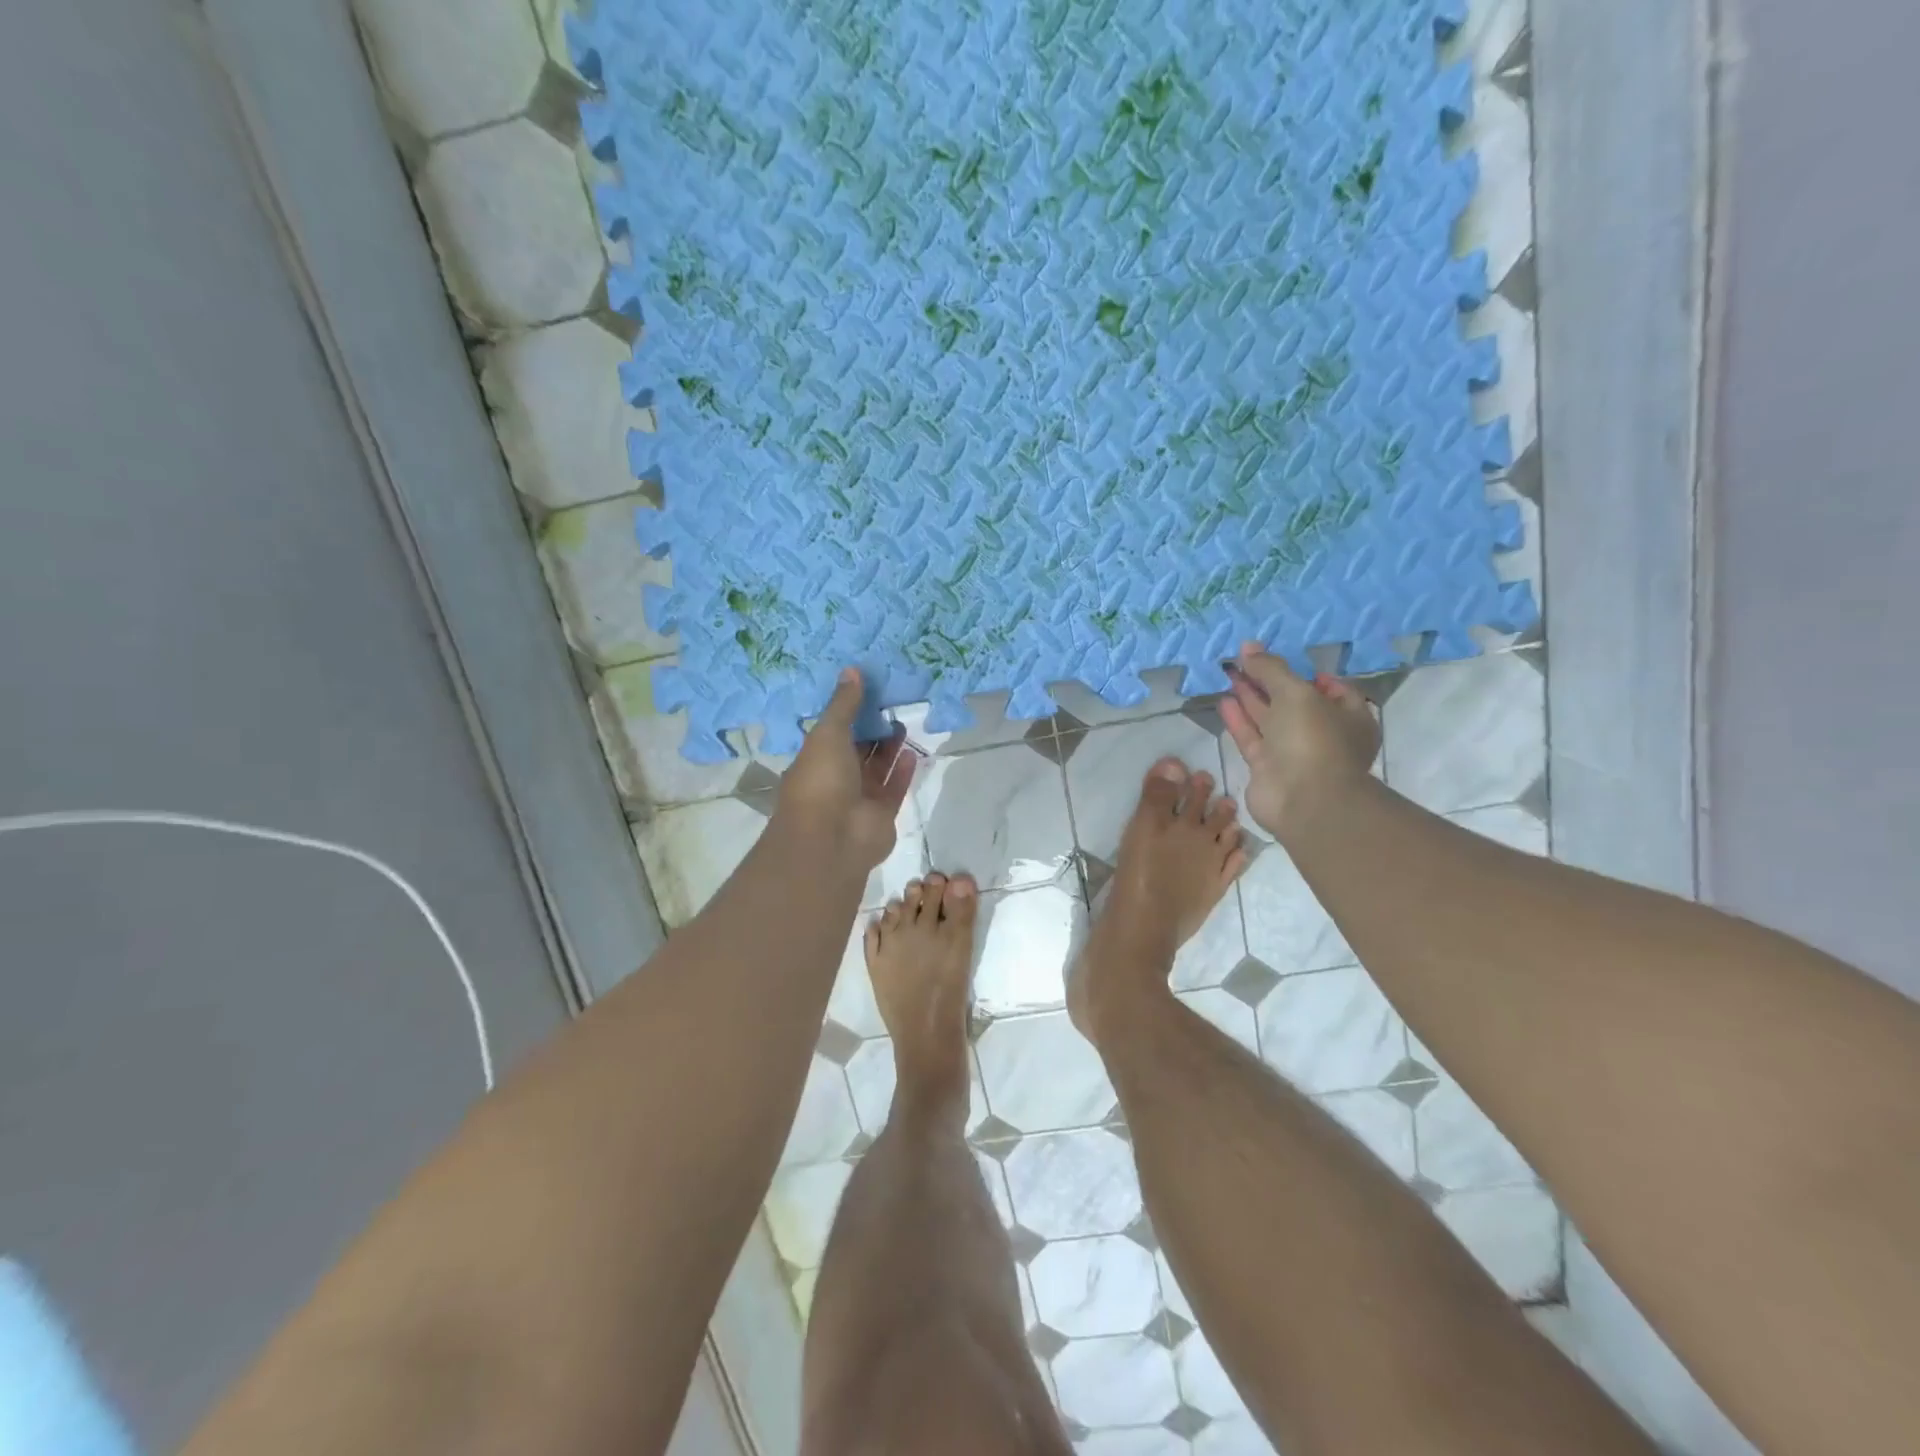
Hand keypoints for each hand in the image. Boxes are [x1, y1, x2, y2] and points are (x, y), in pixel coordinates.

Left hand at [775, 668, 916, 869]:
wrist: (832, 838)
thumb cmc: (821, 780)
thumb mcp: (828, 733)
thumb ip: (844, 704)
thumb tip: (852, 670)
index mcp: (814, 760)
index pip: (832, 733)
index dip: (848, 713)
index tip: (867, 691)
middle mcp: (835, 779)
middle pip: (856, 750)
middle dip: (871, 730)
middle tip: (891, 704)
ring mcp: (858, 799)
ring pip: (876, 769)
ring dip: (888, 748)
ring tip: (903, 723)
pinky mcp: (881, 814)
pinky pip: (893, 788)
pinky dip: (902, 771)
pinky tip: (911, 751)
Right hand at [1220, 643, 1379, 838]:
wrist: (1305, 801)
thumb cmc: (1313, 739)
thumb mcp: (1296, 692)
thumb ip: (1271, 669)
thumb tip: (1249, 646)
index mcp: (1349, 717)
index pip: (1332, 689)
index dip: (1307, 673)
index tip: (1282, 661)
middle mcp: (1323, 734)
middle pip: (1294, 701)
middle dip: (1269, 681)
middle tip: (1243, 661)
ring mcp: (1294, 753)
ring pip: (1270, 719)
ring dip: (1250, 697)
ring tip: (1229, 675)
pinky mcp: (1268, 768)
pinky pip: (1252, 738)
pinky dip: (1239, 719)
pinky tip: (1224, 700)